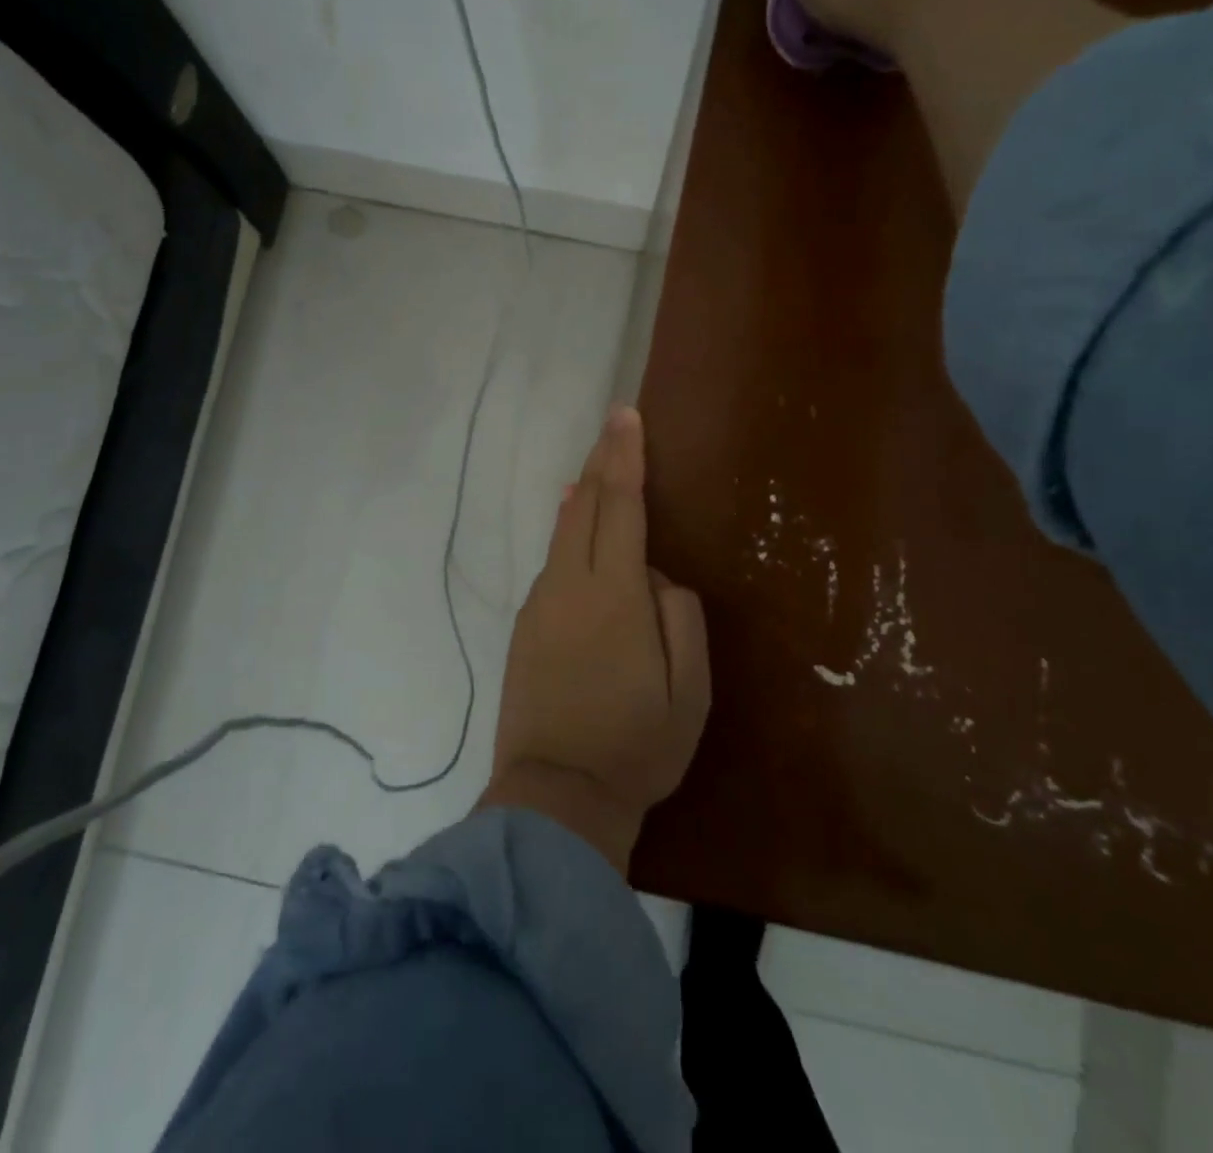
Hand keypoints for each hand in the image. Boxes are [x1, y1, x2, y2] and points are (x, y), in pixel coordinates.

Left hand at [479, 406, 711, 873]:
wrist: (554, 796)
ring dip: (581, 495)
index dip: (623, 456)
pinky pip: (552, 564)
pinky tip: (574, 531)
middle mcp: (568, 585)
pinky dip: (567, 533)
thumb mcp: (689, 691)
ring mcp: (540, 605)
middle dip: (600, 462)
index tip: (625, 415)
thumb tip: (655, 579)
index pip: (619, 505)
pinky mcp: (524, 628)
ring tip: (595, 470)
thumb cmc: (636, 746)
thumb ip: (679, 618)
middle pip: (581, 506)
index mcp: (612, 594)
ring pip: (562, 533)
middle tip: (614, 426)